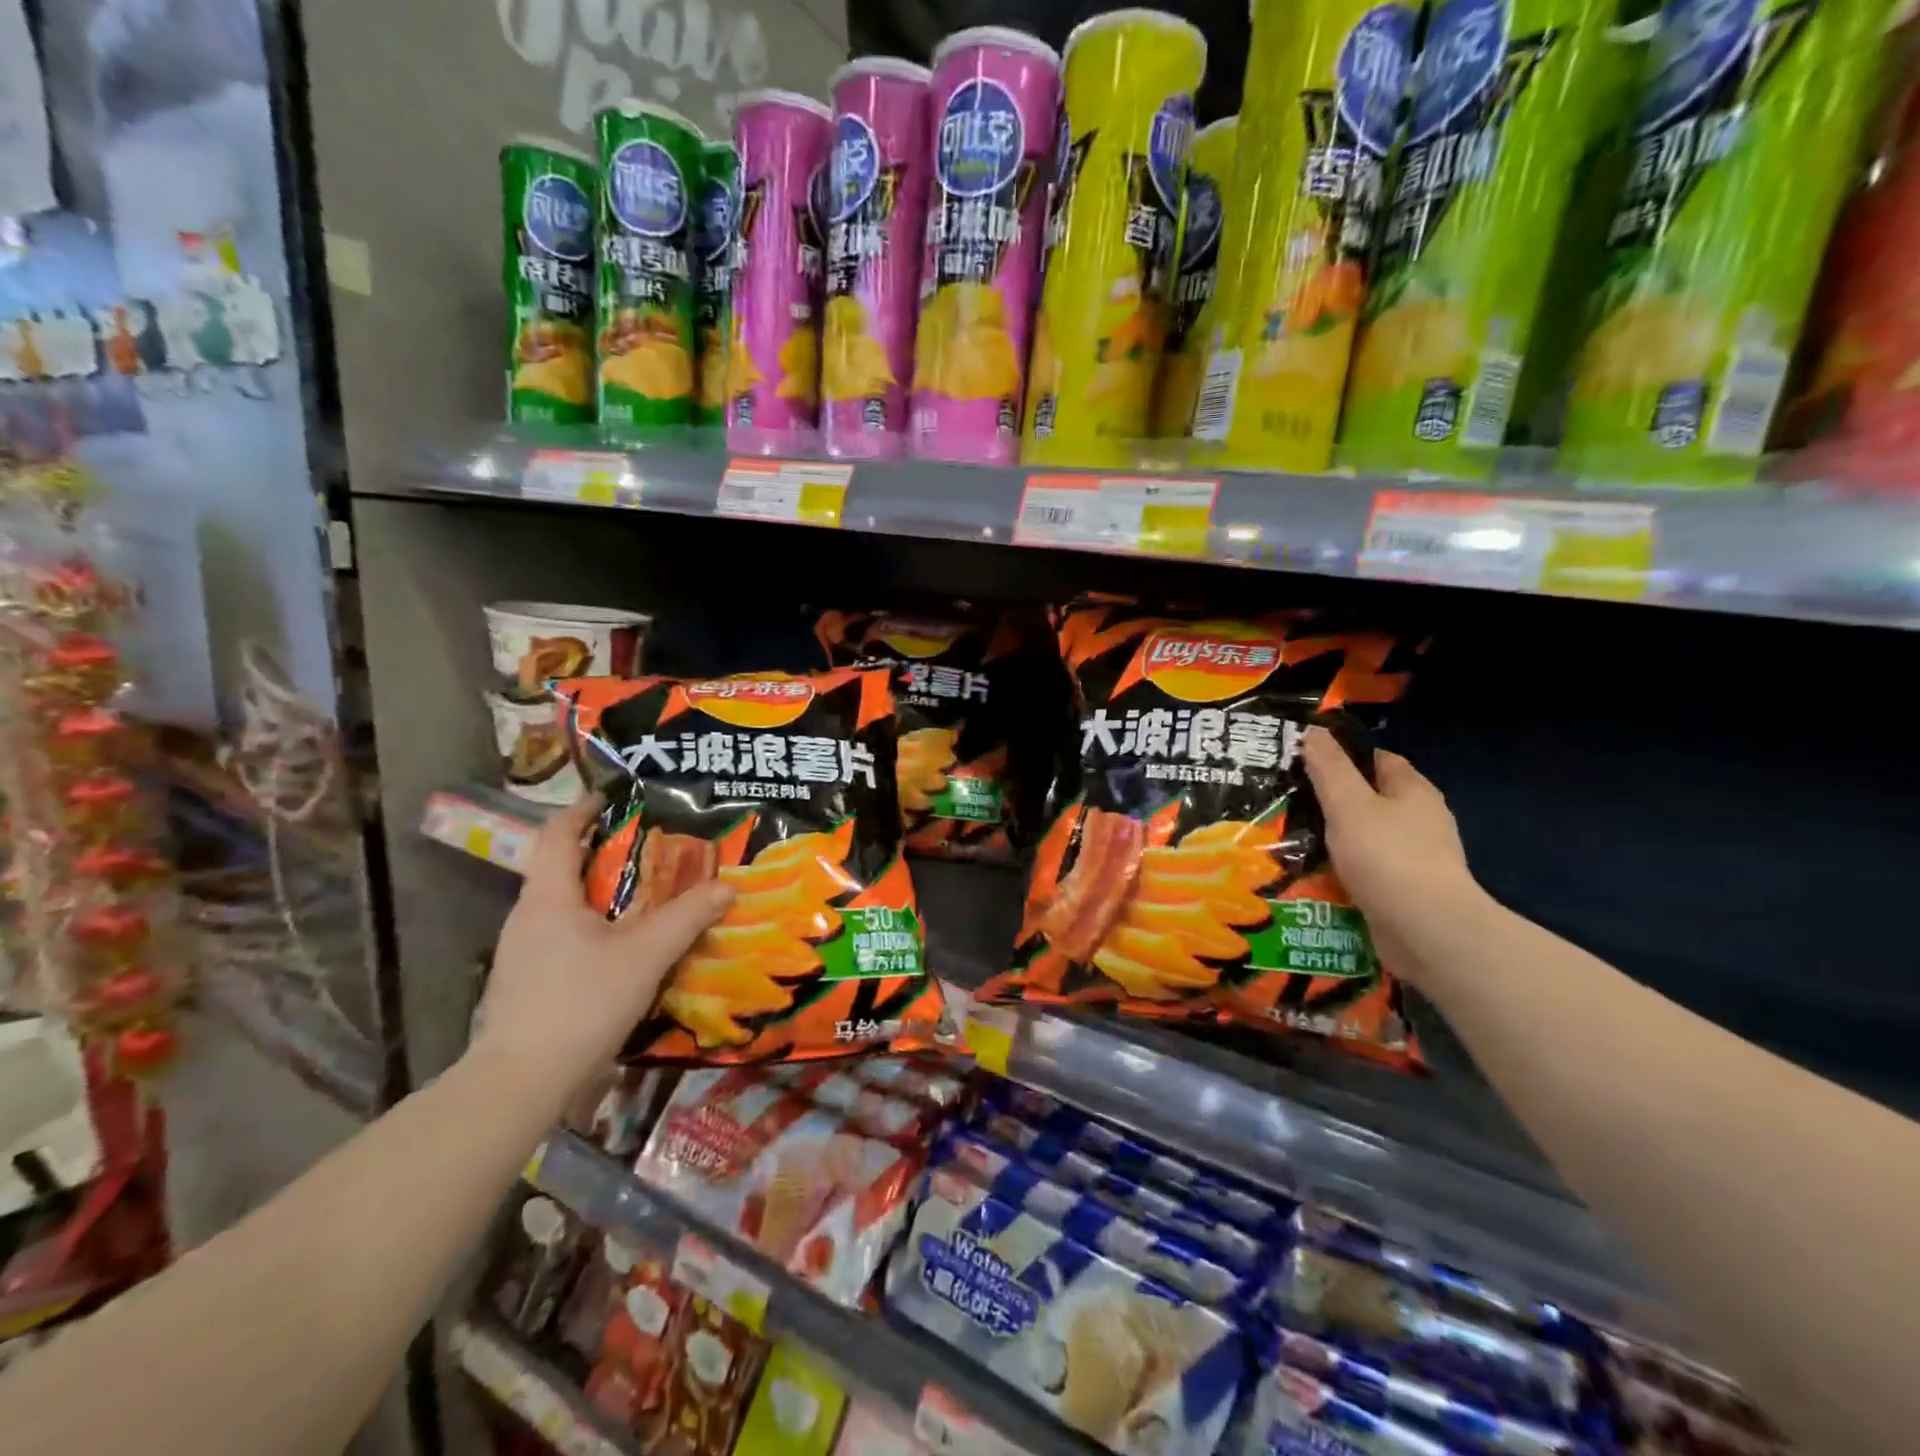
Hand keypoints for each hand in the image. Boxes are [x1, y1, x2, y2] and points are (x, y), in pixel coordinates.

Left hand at [467, 796, 731, 1109]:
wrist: (520, 1083)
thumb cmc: (581, 1004)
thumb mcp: (645, 956)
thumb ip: (687, 917)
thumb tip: (727, 886)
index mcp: (548, 898)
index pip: (558, 835)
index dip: (583, 811)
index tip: (613, 799)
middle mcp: (527, 916)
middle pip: (562, 868)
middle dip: (603, 853)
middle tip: (650, 850)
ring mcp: (521, 952)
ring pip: (563, 905)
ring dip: (600, 893)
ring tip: (645, 897)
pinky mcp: (526, 982)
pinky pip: (562, 936)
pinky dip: (593, 926)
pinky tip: (622, 948)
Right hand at [1301, 727, 1478, 981]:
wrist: (1428, 931)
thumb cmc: (1387, 857)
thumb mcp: (1348, 804)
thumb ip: (1329, 768)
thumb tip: (1314, 730)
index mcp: (1412, 790)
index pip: (1376, 759)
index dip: (1342, 755)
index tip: (1303, 761)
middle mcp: (1421, 818)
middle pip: (1371, 798)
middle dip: (1334, 799)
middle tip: (1289, 800)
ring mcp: (1417, 857)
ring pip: (1367, 835)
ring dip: (1336, 837)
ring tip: (1292, 837)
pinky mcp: (1408, 889)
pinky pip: (1369, 869)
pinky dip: (1345, 868)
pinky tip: (1316, 874)